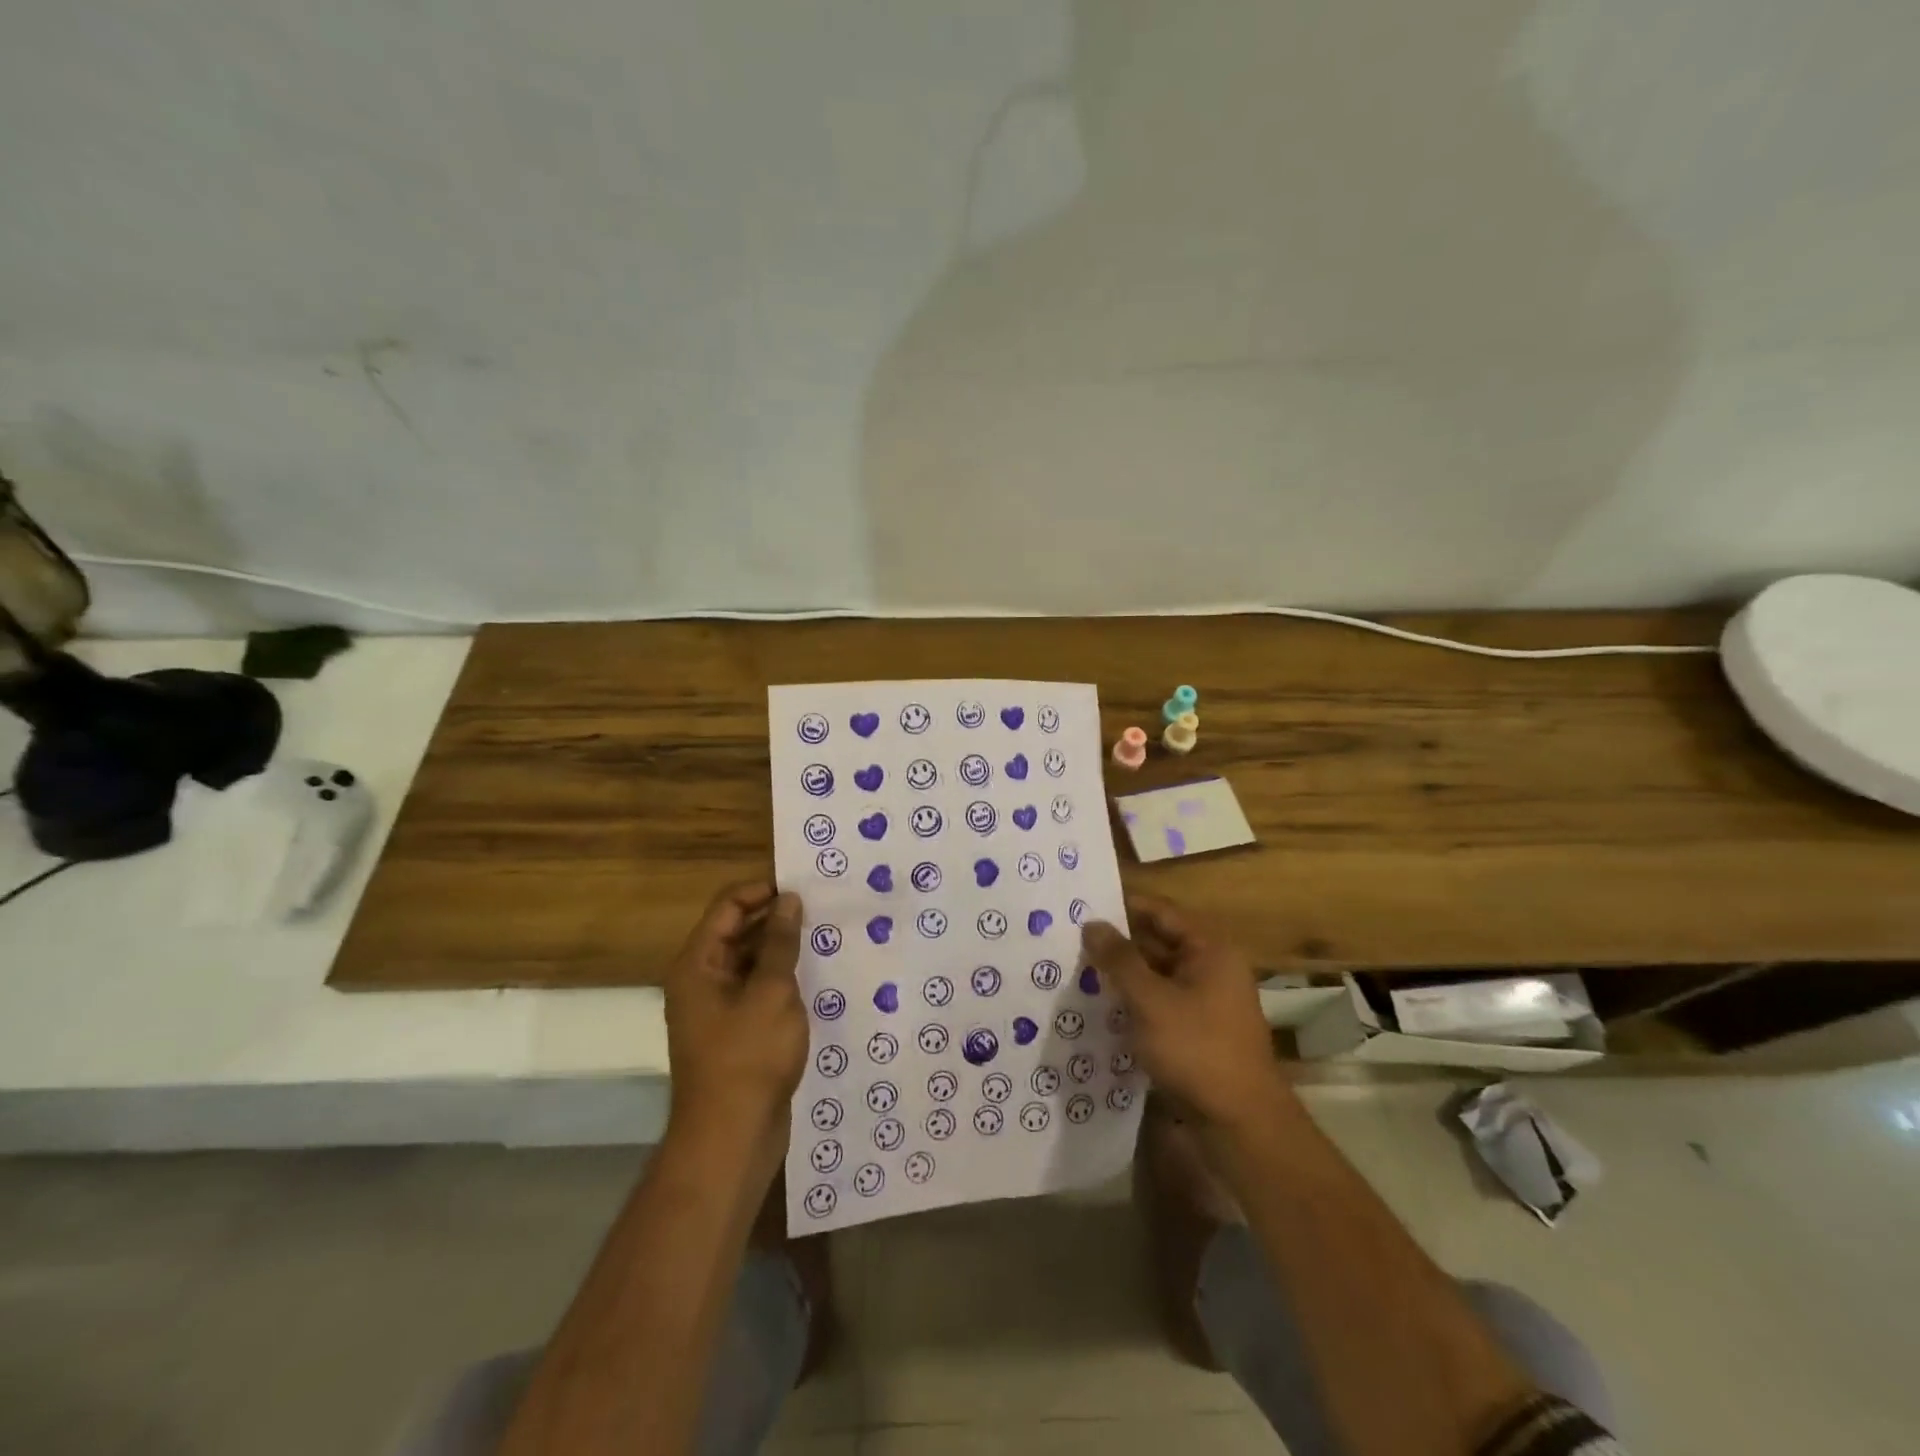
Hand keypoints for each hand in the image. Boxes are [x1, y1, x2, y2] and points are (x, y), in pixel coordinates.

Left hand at [663, 881, 807, 1165]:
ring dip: (783, 949)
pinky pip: (760, 990)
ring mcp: (719, 1008)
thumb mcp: (771, 992)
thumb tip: (788, 900)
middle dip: (777, 918)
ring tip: (826, 937)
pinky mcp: (738, 1032)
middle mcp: (703, 980)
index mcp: (698, 964)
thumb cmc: (748, 1057)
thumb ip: (779, 943)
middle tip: (823, 909)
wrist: (731, 1139)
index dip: (762, 890)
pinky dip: (783, 979)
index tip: (804, 887)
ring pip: (752, 962)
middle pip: (738, 931)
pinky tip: (817, 976)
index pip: (728, 906)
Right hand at [1083, 895, 1287, 1131]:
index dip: (1124, 906)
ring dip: (1123, 974)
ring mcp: (1206, 1001)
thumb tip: (1092, 924)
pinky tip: (1101, 1006)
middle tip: (1072, 938)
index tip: (1084, 904)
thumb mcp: (1150, 1000)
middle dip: (1118, 942)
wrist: (1240, 1124)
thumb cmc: (1197, 1049)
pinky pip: (1160, 1002)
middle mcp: (1211, 968)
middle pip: (1159, 942)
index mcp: (1210, 950)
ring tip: (1078, 969)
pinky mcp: (1197, 1031)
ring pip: (1157, 975)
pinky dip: (1134, 1000)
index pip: (1161, 912)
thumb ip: (1119, 960)